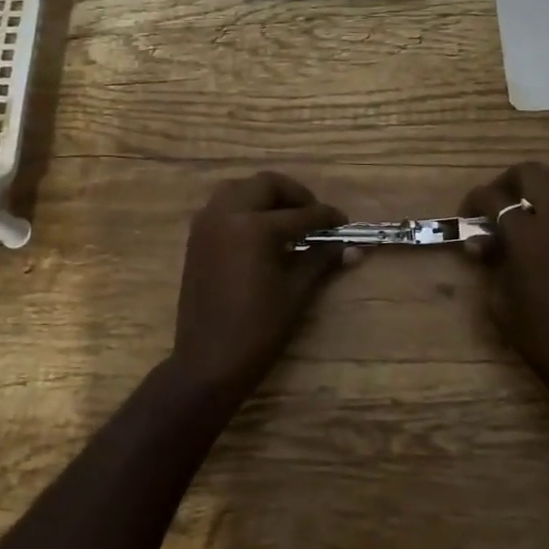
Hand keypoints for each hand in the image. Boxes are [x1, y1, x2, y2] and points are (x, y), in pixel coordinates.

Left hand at [170, 172, 347, 394]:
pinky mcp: (196, 239)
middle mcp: (227, 214)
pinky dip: (243, 208)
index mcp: (254, 227)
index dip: (325, 218)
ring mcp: (207, 225)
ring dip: (265, 196)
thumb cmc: (258, 329)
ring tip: (286, 219)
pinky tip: (260, 233)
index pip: (300, 214)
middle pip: (266, 185)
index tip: (343, 223)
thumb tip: (353, 248)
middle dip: (294, 196)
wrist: (208, 362)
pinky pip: (221, 207)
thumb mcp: (296, 292)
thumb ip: (321, 261)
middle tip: (313, 216)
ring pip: (239, 189)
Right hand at [461, 163, 548, 402]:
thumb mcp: (500, 301)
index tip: (467, 214)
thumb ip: (491, 262)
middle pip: (531, 172)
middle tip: (497, 203)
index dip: (474, 200)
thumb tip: (481, 242)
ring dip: (539, 186)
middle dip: (507, 182)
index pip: (493, 198)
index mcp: (527, 234)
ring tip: (528, 208)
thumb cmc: (541, 334)